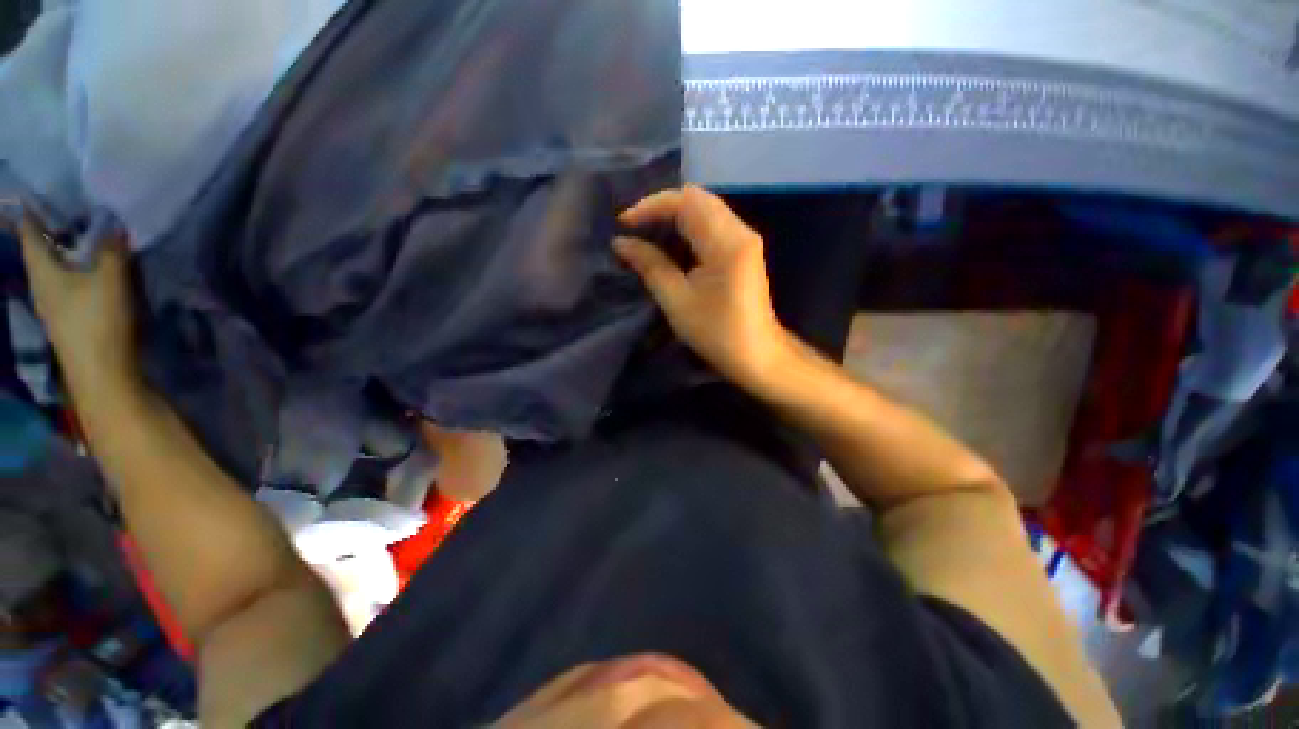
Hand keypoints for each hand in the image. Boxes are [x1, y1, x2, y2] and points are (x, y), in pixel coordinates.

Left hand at [15, 214, 140, 395]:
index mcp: (42, 270)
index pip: (30, 233)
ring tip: (82, 242)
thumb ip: (111, 250)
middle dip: (51, 234)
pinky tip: (90, 275)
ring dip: (65, 257)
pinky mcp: (68, 320)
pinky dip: (76, 275)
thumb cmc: (99, 321)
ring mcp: (53, 306)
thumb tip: (113, 224)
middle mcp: (41, 285)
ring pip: (55, 271)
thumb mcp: (111, 279)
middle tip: (67, 214)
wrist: (103, 374)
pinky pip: (68, 287)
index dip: (32, 213)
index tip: (34, 196)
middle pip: (42, 253)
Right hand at [614, 185, 790, 394]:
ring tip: (647, 234)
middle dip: (662, 207)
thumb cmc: (717, 333)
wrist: (757, 355)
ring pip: (705, 209)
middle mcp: (740, 231)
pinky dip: (688, 227)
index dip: (651, 206)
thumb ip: (650, 266)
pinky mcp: (744, 249)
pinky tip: (671, 243)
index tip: (625, 223)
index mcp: (726, 243)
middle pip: (698, 199)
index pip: (686, 202)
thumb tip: (621, 243)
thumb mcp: (677, 301)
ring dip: (674, 216)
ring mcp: (745, 239)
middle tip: (635, 227)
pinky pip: (713, 223)